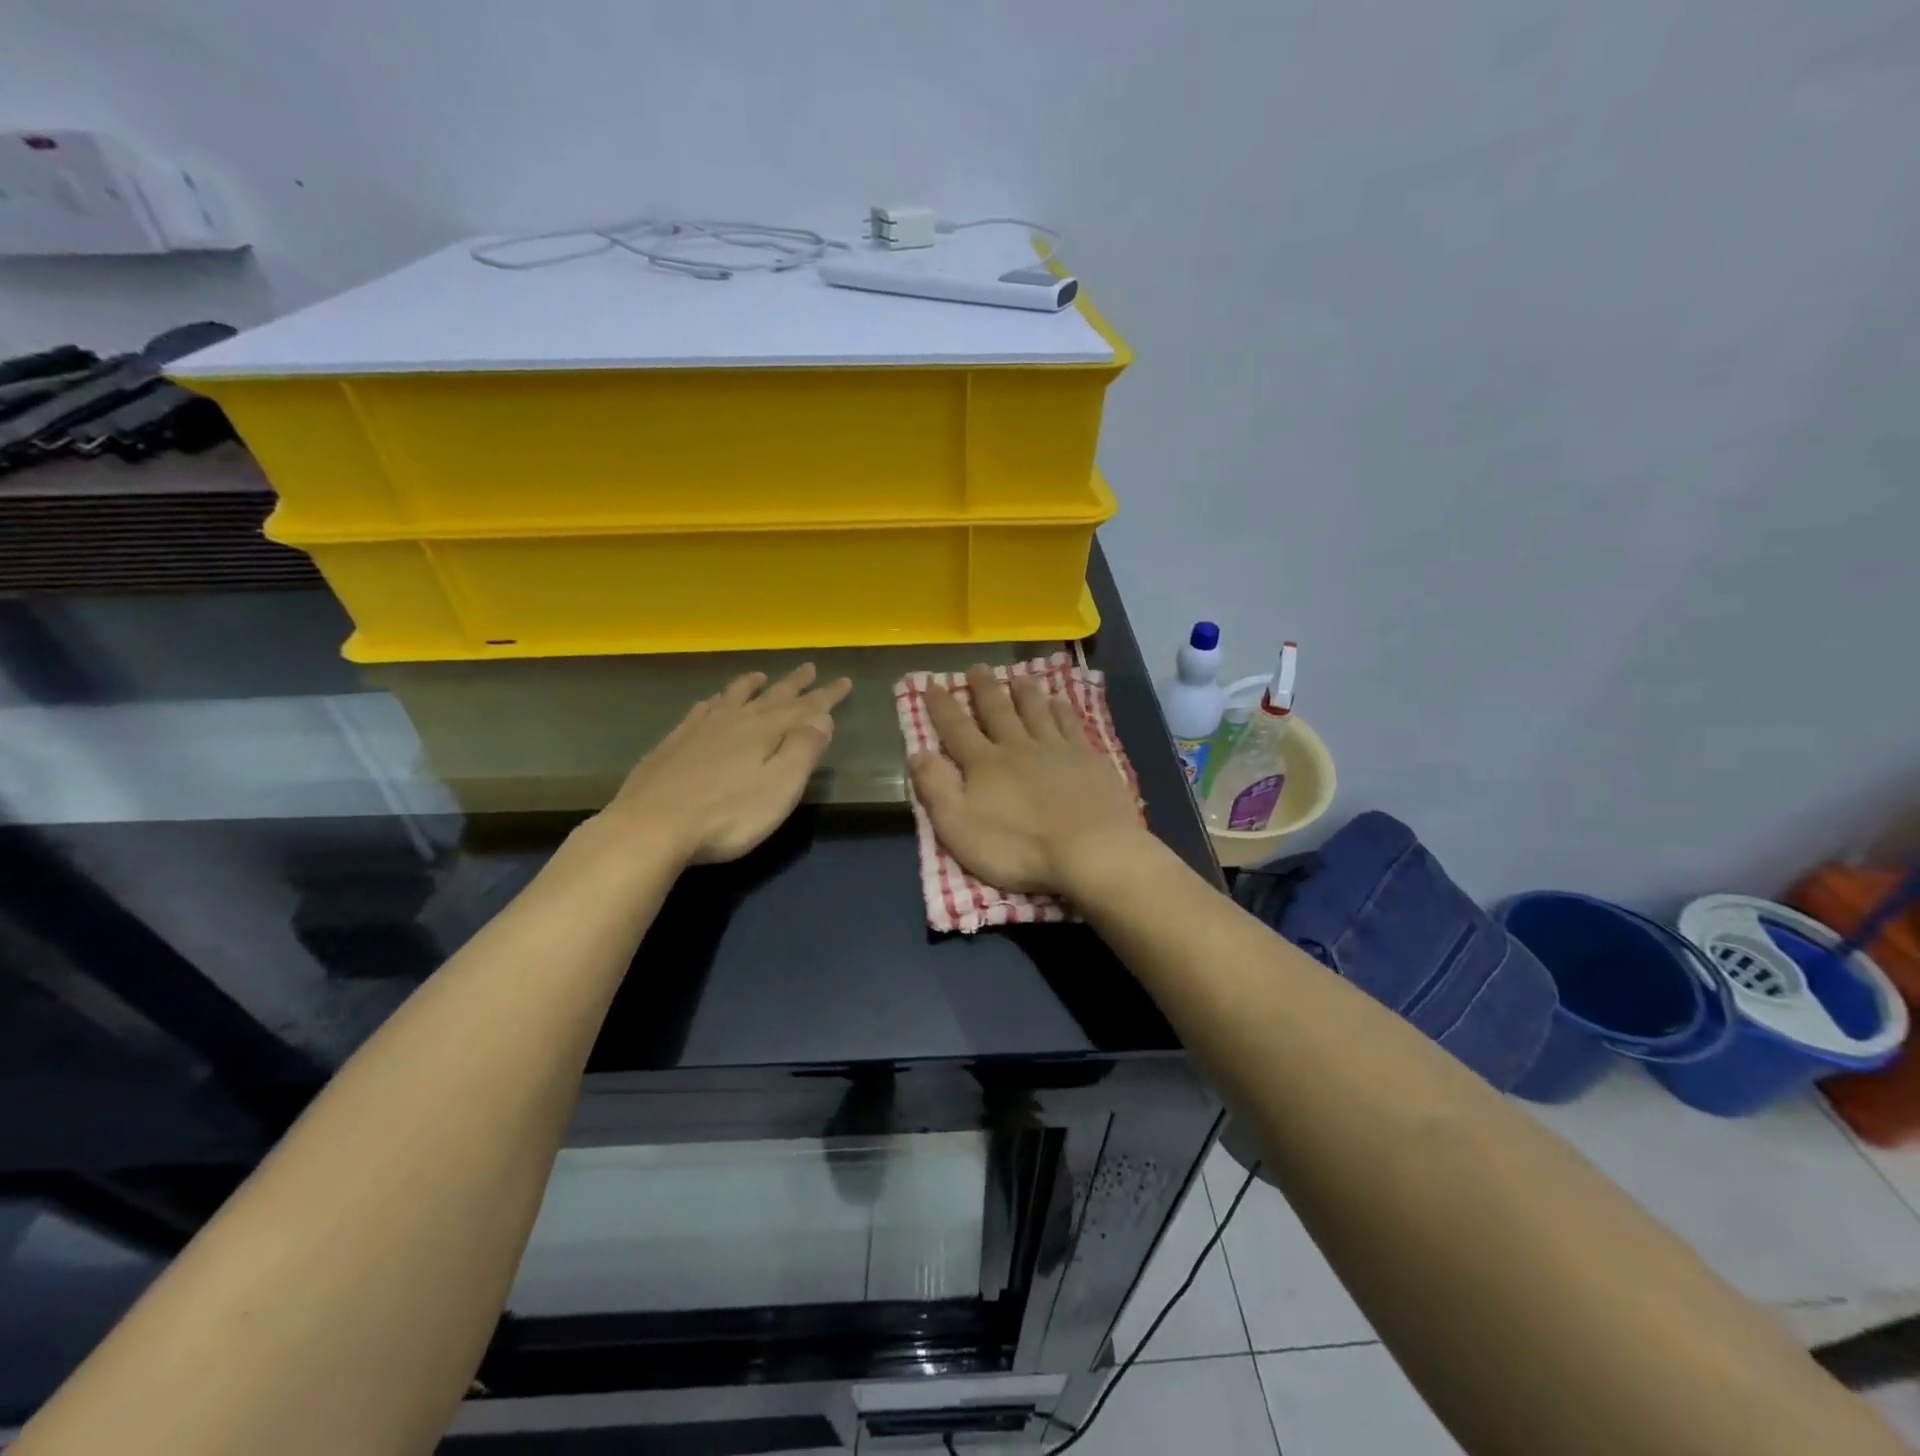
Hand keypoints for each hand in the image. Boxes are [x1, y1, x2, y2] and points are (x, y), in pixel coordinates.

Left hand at [599, 664, 851, 865]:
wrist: (651, 826)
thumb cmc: (727, 816)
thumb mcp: (779, 788)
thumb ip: (802, 750)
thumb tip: (822, 717)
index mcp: (764, 733)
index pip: (804, 709)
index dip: (826, 696)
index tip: (844, 681)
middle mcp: (733, 722)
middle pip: (770, 697)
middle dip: (793, 684)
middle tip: (809, 667)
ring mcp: (699, 731)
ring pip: (731, 698)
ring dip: (749, 686)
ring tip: (759, 675)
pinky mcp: (672, 744)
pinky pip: (699, 712)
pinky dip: (713, 703)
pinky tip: (710, 703)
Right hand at [908, 665, 1146, 897]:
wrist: (1091, 850)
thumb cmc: (1019, 848)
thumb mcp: (960, 828)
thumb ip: (936, 789)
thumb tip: (917, 753)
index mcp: (985, 765)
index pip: (957, 729)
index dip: (942, 707)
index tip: (932, 684)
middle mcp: (1019, 748)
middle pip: (998, 712)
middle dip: (985, 690)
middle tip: (978, 667)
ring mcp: (1057, 750)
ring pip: (1037, 712)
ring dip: (1026, 694)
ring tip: (1019, 677)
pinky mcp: (1089, 759)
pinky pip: (1071, 725)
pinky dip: (1063, 710)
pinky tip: (1061, 702)